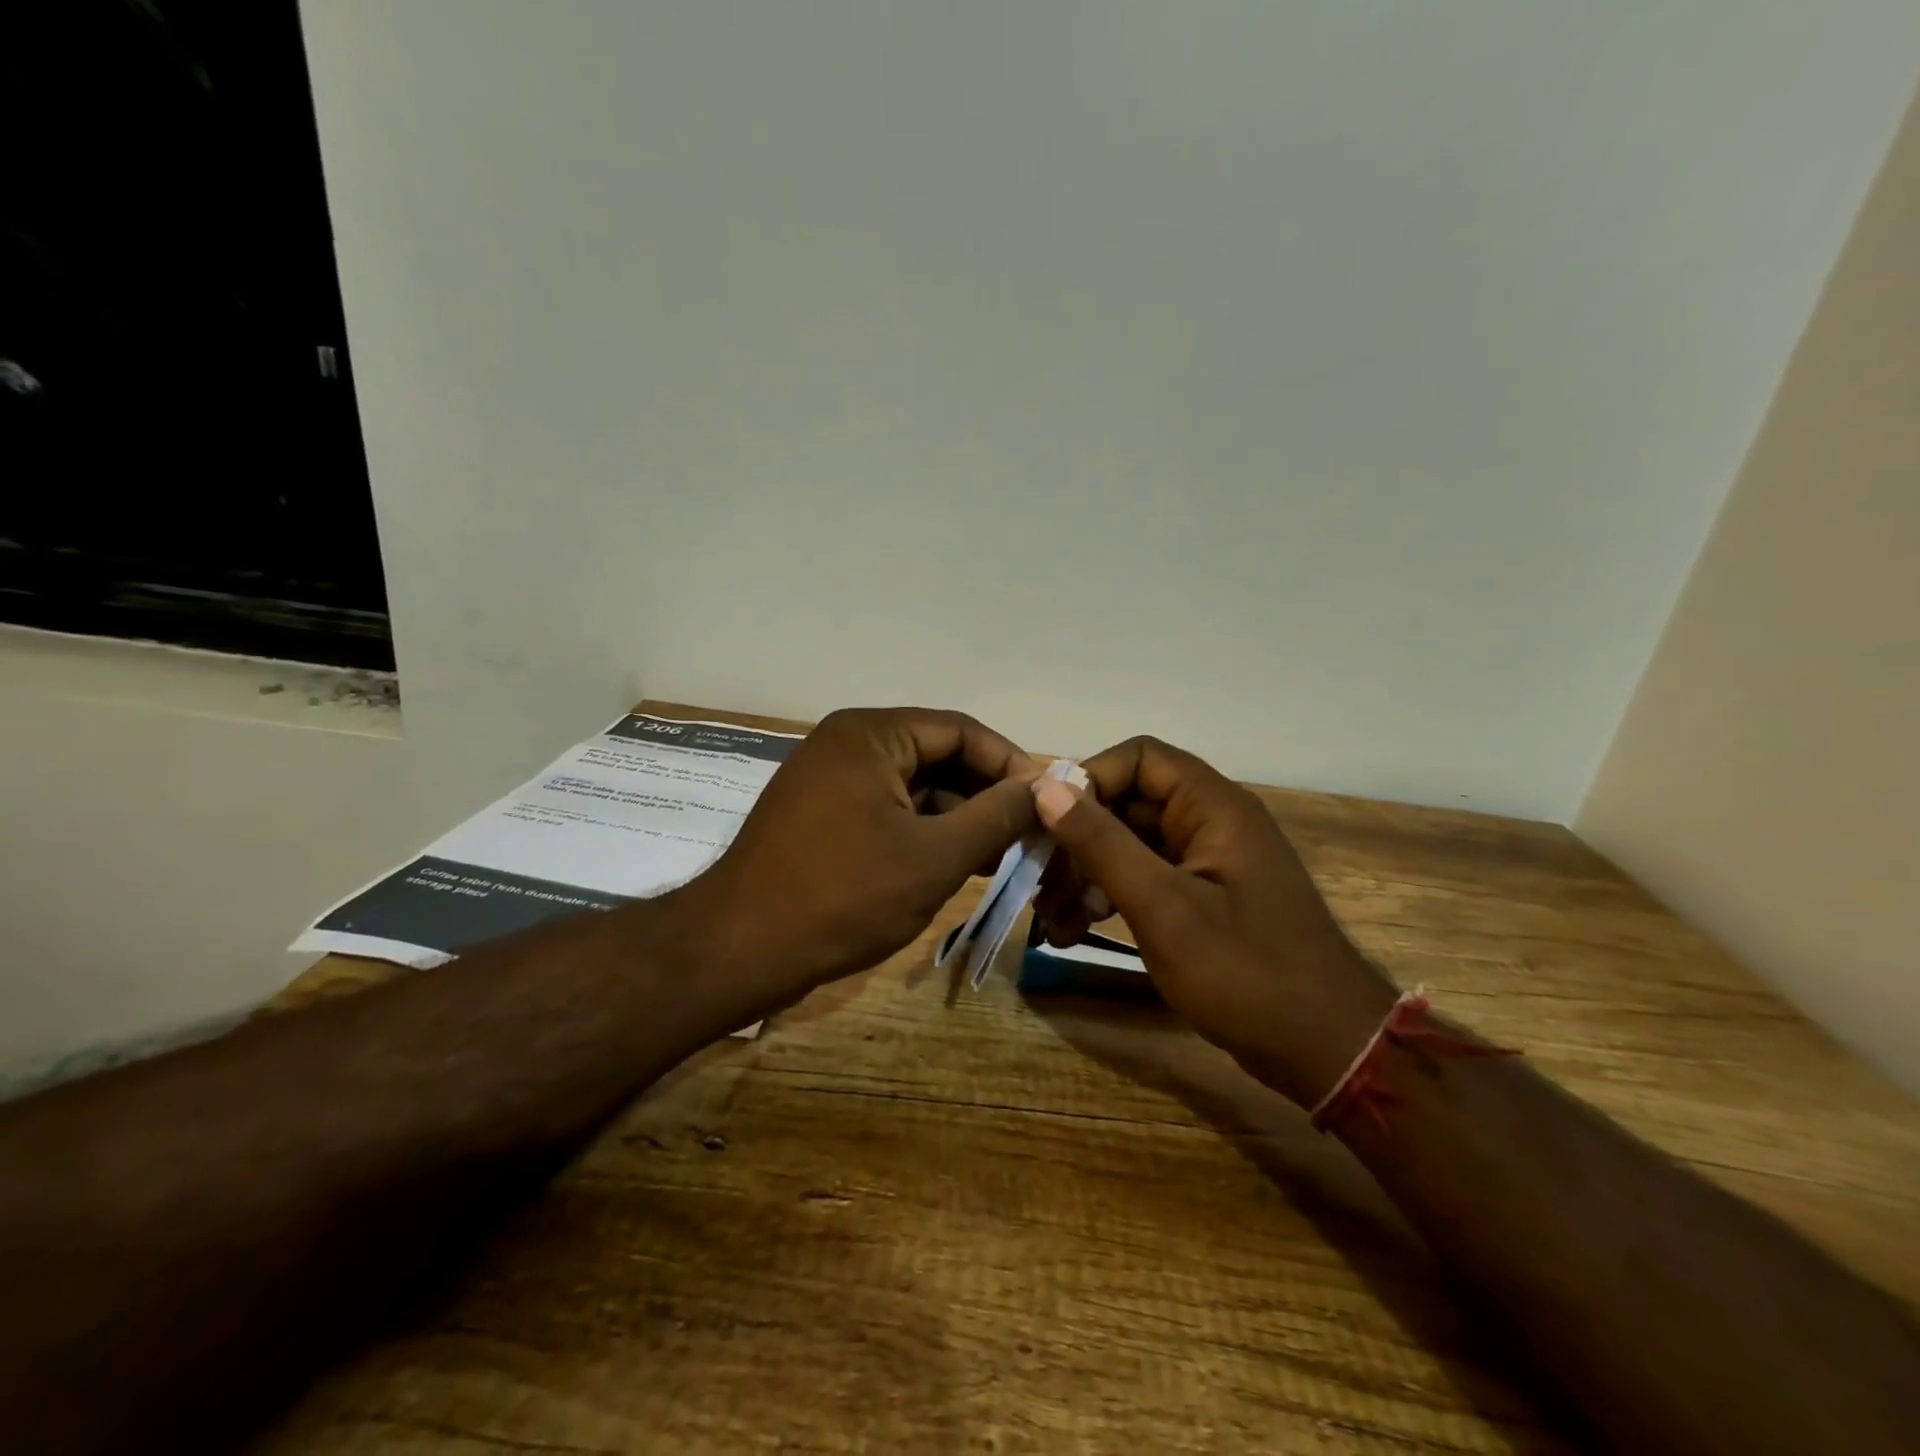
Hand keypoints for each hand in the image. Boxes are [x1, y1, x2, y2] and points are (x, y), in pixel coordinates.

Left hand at [678, 707, 1041, 1002]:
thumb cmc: (843, 895)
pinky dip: (925, 833)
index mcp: (872, 733)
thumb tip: (1043, 790)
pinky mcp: (824, 815)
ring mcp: (832, 780)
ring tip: (1002, 857)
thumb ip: (996, 816)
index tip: (1048, 802)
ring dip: (959, 818)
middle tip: (1029, 834)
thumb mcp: (935, 856)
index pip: (961, 730)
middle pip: (938, 756)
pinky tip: (958, 865)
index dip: (1010, 764)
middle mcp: (849, 743)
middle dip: (986, 795)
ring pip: (915, 788)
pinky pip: (889, 810)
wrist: (740, 950)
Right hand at [1031, 736, 1396, 1108]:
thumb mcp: (1162, 906)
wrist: (1327, 1052)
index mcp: (1212, 807)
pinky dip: (1107, 899)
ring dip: (1085, 875)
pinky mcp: (1201, 900)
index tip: (1048, 824)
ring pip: (1129, 846)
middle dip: (1078, 841)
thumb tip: (1046, 788)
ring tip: (1052, 920)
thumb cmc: (1245, 972)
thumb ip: (1102, 844)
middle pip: (1127, 804)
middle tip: (1040, 884)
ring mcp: (1205, 864)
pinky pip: (1143, 880)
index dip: (1090, 780)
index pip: (1139, 758)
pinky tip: (1075, 932)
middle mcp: (1209, 823)